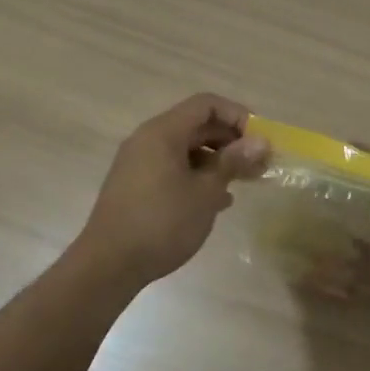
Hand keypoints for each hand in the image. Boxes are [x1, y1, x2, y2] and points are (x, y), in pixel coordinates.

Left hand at [80, 94, 268, 285]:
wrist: (108, 265)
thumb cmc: (162, 222)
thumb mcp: (206, 192)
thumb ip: (233, 161)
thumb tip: (260, 141)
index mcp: (163, 132)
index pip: (206, 104)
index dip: (237, 115)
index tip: (259, 140)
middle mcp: (148, 140)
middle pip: (197, 126)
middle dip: (231, 141)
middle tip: (258, 164)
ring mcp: (139, 164)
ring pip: (186, 149)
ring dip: (217, 161)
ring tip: (242, 183)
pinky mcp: (136, 186)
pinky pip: (173, 168)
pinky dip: (197, 176)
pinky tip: (217, 202)